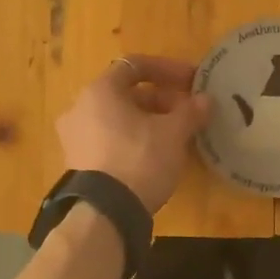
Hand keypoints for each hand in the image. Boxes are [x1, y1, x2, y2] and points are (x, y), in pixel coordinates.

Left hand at [57, 56, 211, 213]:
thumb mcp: (173, 133)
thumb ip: (190, 111)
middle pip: (126, 93)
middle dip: (161, 99)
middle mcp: (80, 107)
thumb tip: (205, 100)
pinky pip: (109, 138)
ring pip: (118, 117)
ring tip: (175, 134)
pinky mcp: (77, 162)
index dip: (167, 69)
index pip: (135, 65)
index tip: (192, 81)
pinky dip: (132, 138)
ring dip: (148, 119)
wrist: (105, 213)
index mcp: (100, 90)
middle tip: (188, 112)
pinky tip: (155, 154)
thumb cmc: (139, 159)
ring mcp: (74, 136)